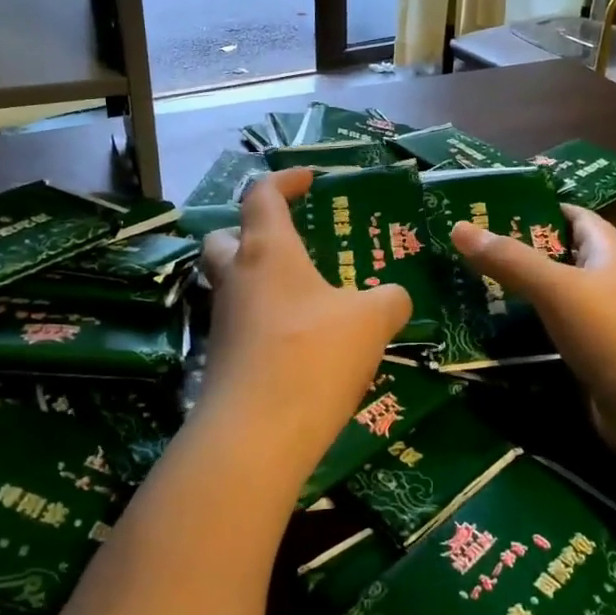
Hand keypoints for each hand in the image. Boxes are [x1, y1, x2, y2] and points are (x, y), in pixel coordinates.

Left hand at [200, 169, 411, 469]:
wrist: (257, 434)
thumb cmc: (313, 355)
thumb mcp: (371, 320)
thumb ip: (389, 300)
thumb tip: (394, 299)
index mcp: (267, 250)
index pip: (262, 195)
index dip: (285, 180)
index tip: (310, 180)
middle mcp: (236, 278)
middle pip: (225, 237)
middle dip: (250, 230)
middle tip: (287, 242)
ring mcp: (222, 321)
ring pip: (231, 283)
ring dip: (259, 280)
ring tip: (306, 296)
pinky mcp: (221, 359)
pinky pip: (241, 323)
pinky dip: (265, 321)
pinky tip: (300, 343)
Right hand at [451, 206, 615, 467]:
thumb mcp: (559, 289)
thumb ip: (510, 260)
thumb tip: (457, 226)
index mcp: (610, 254)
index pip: (577, 217)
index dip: (543, 206)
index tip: (495, 205)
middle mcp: (610, 284)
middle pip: (561, 257)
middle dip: (520, 250)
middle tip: (466, 247)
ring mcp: (605, 326)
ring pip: (555, 299)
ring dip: (519, 293)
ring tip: (468, 286)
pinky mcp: (596, 362)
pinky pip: (555, 335)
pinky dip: (528, 331)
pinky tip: (495, 333)